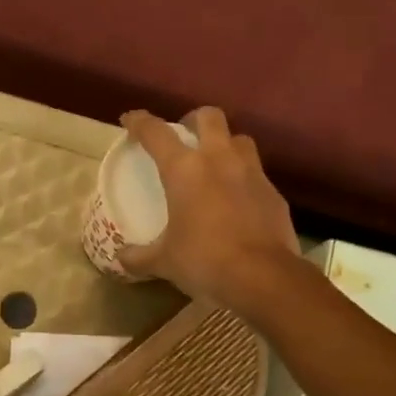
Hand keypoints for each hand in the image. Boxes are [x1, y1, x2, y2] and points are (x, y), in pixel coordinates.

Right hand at [116, 107, 298, 310]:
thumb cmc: (204, 260)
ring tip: (215, 164)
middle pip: (209, 118)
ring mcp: (252, 173)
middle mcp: (219, 160)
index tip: (130, 120)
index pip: (156, 133)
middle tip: (184, 136)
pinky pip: (256, 174)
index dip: (140, 122)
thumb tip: (121, 259)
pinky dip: (243, 179)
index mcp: (185, 169)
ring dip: (225, 144)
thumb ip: (140, 257)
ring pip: (239, 139)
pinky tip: (237, 200)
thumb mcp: (164, 261)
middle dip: (193, 120)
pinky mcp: (274, 193)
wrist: (263, 277)